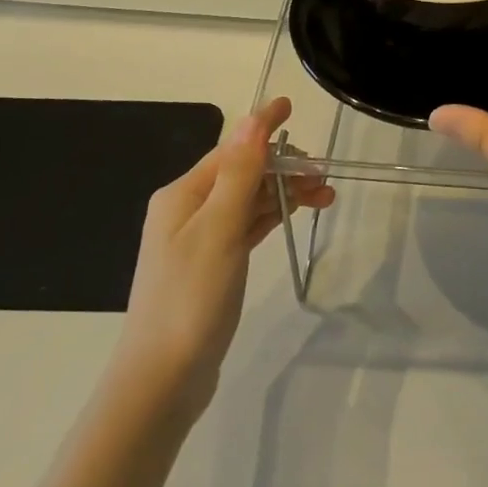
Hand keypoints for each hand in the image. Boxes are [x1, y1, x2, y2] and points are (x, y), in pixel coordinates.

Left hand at [114, 97, 332, 417]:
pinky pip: (247, 225)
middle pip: (243, 172)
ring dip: (284, 192)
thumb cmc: (190, 298)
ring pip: (249, 200)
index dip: (263, 127)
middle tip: (324, 176)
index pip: (231, 148)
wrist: (162, 381)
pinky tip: (296, 212)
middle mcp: (188, 210)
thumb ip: (239, 173)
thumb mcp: (218, 229)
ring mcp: (199, 239)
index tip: (291, 104)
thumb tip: (253, 119)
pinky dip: (272, 215)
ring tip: (325, 196)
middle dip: (283, 167)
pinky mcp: (212, 265)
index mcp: (183, 195)